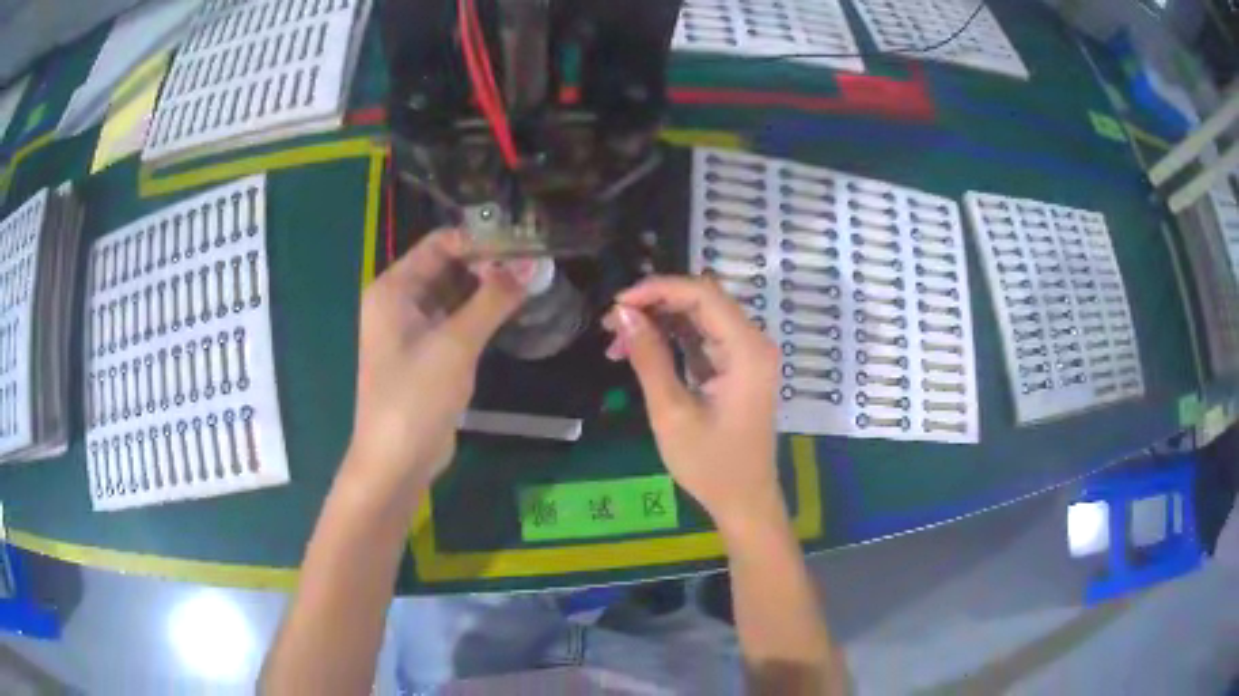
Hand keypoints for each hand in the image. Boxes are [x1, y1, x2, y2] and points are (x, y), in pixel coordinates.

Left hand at [347, 229, 527, 491]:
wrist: (397, 461)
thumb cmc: (415, 397)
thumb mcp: (455, 345)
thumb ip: (492, 300)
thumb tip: (531, 265)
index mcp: (393, 289)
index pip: (439, 245)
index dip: (480, 240)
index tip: (523, 242)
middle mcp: (399, 302)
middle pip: (447, 267)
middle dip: (488, 264)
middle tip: (535, 263)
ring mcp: (412, 329)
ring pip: (454, 295)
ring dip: (487, 290)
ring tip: (532, 282)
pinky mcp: (427, 354)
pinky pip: (455, 321)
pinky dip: (480, 315)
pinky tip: (513, 311)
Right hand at [603, 276, 784, 529]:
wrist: (744, 501)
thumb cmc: (710, 465)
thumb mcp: (672, 412)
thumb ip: (649, 358)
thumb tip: (624, 314)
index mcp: (747, 350)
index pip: (702, 294)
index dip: (657, 289)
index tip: (617, 304)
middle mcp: (753, 342)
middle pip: (702, 300)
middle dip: (654, 304)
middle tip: (611, 324)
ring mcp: (746, 354)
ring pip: (698, 317)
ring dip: (658, 321)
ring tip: (617, 341)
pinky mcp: (737, 367)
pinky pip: (702, 338)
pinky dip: (671, 339)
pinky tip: (638, 351)